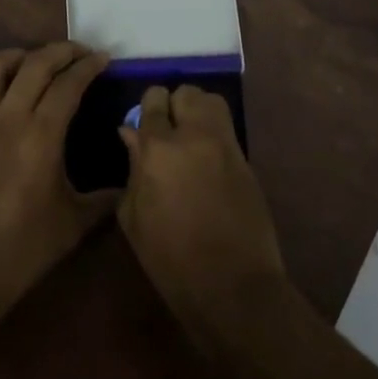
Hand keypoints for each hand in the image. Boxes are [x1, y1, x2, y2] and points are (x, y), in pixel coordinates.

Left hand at [0, 42, 114, 310]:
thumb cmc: (24, 248)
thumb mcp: (76, 222)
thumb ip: (107, 197)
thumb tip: (131, 181)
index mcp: (41, 136)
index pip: (68, 84)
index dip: (88, 66)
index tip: (102, 60)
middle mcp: (6, 119)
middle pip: (34, 65)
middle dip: (60, 51)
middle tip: (78, 53)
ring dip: (16, 56)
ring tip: (33, 60)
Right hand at [116, 84, 286, 345]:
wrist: (231, 285)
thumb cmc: (170, 259)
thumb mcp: (135, 217)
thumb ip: (132, 168)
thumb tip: (131, 134)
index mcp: (159, 149)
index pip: (153, 102)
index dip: (147, 108)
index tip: (143, 122)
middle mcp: (195, 136)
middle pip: (187, 93)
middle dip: (174, 104)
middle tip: (167, 128)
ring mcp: (226, 146)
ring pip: (212, 102)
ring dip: (198, 110)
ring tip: (189, 135)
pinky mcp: (246, 160)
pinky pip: (227, 129)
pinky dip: (214, 131)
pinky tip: (205, 157)